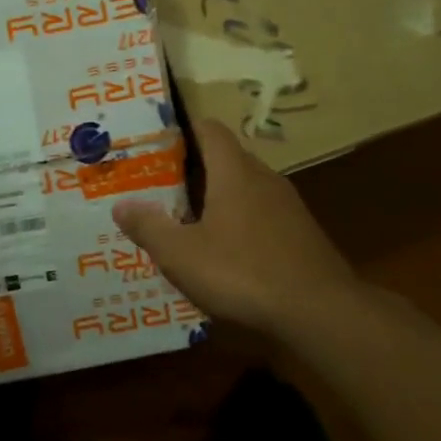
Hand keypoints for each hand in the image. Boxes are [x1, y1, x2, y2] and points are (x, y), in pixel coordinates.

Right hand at [112, 119, 359, 341]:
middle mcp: (264, 179)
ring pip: (243, 190)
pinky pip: (259, 216)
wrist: (319, 311)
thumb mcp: (181, 254)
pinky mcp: (299, 235)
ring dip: (214, 199)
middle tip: (156, 187)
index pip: (210, 130)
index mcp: (234, 172)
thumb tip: (121, 205)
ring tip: (182, 221)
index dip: (182, 130)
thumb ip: (148, 227)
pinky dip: (236, 224)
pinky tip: (220, 253)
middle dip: (191, 170)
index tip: (154, 143)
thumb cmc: (242, 272)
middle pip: (225, 160)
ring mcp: (287, 207)